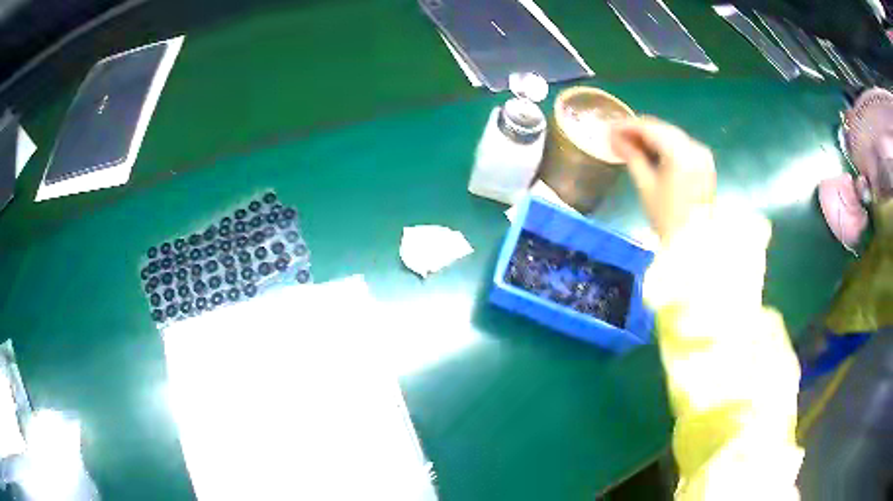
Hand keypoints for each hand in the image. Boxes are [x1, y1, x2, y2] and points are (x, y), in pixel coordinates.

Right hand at [609, 117, 716, 243]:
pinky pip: (681, 146)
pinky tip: (652, 152)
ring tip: (631, 143)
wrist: (693, 242)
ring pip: (671, 136)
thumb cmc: (667, 217)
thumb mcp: (646, 185)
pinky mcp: (705, 163)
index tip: (609, 128)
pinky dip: (665, 146)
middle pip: (662, 129)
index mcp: (680, 152)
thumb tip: (613, 137)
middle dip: (639, 130)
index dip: (627, 125)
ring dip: (651, 137)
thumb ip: (631, 155)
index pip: (649, 128)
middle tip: (618, 135)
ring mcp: (702, 154)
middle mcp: (694, 147)